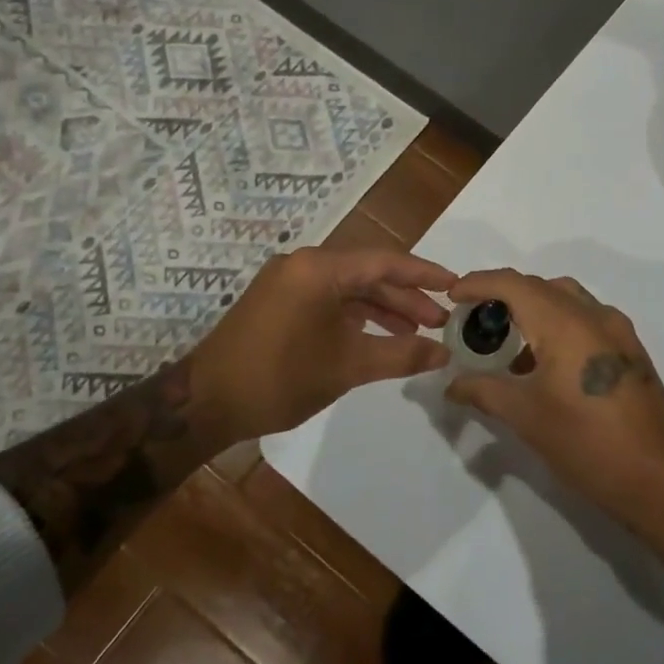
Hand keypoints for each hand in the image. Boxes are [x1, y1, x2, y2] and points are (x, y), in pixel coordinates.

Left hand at [191, 246, 455, 443]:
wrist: (207, 402)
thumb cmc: (280, 378)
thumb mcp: (348, 366)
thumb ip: (401, 355)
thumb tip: (444, 353)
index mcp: (319, 268)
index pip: (385, 262)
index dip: (424, 274)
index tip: (456, 286)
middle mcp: (303, 264)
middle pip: (367, 273)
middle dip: (406, 297)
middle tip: (440, 321)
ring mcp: (288, 282)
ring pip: (348, 288)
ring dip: (382, 309)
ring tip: (417, 333)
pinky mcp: (279, 301)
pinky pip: (328, 300)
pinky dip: (355, 316)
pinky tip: (378, 336)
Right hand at [442, 268, 663, 530]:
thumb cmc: (588, 442)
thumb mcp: (526, 417)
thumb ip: (484, 391)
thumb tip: (452, 385)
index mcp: (566, 322)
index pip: (513, 283)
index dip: (478, 282)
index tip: (452, 296)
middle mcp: (594, 315)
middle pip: (540, 287)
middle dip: (503, 296)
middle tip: (475, 321)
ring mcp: (618, 332)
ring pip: (567, 301)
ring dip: (533, 310)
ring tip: (507, 342)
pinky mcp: (630, 353)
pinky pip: (586, 321)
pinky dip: (557, 326)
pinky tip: (543, 365)